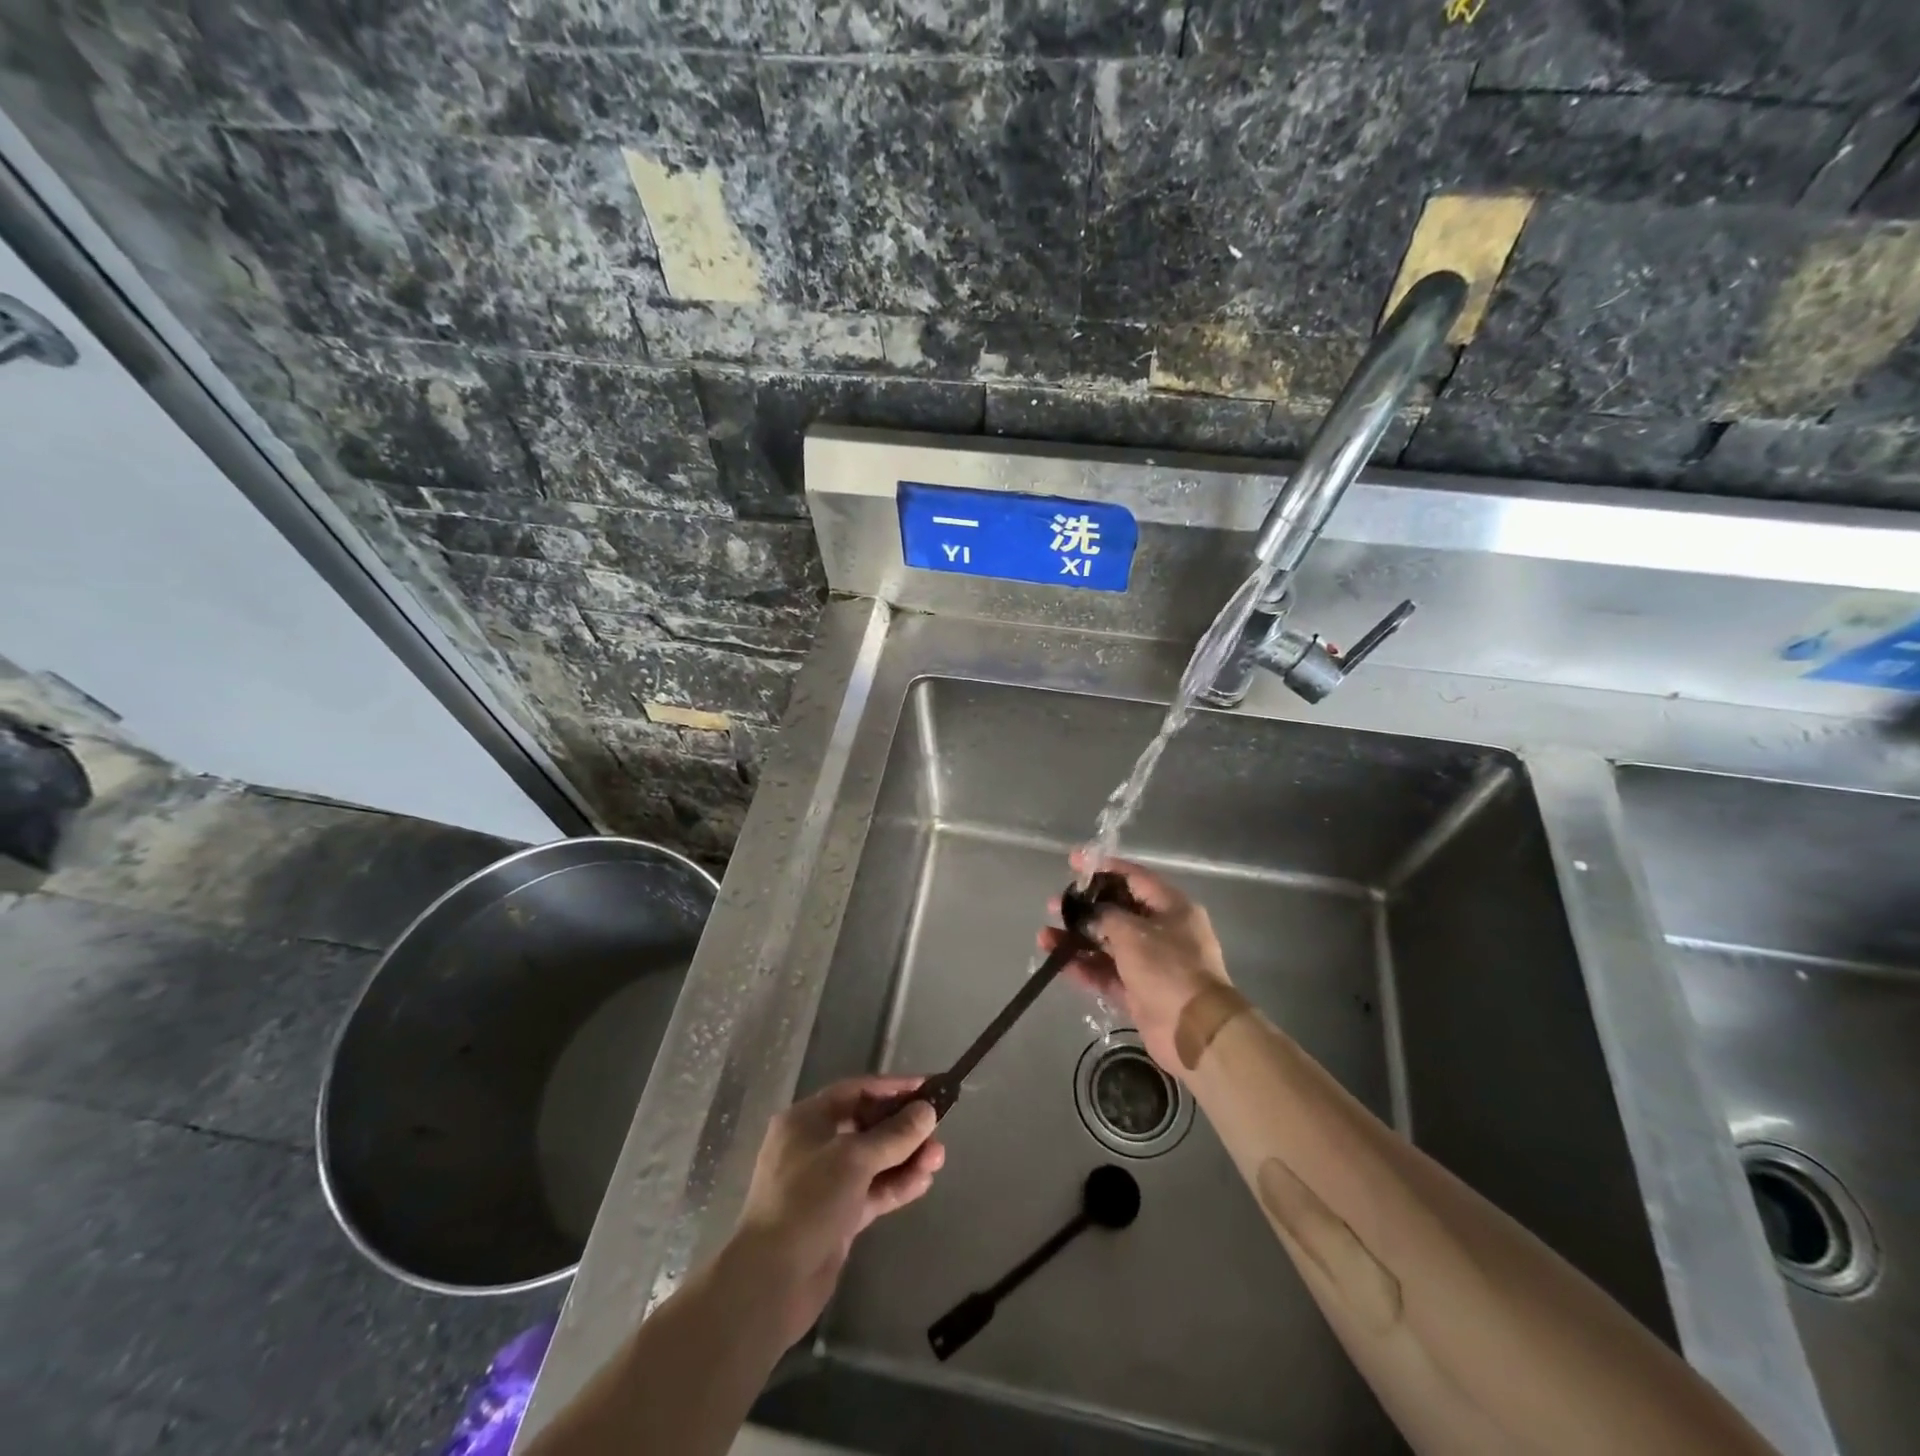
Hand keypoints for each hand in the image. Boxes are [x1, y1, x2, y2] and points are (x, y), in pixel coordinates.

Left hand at [731, 1075, 944, 1346]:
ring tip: (938, 1158)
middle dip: (903, 1128)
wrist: (772, 1282)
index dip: (893, 1087)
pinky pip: (871, 1190)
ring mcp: (824, 1182)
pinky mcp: (836, 1215)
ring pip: (872, 1160)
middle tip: (937, 1129)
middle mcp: (814, 1145)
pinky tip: (924, 1181)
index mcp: (806, 1120)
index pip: (856, 1091)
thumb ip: (895, 1134)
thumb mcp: (854, 1159)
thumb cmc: (808, 1202)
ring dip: (905, 1157)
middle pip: (866, 1125)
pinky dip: (896, 1185)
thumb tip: (927, 1111)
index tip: (928, 1087)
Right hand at [1040, 849, 1232, 1077]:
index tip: (1073, 862)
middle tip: (1053, 905)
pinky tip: (1059, 963)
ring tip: (1044, 937)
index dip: (1102, 868)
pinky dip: (1085, 968)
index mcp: (1171, 908)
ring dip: (1077, 940)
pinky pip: (1107, 974)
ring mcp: (1151, 964)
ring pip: (1108, 944)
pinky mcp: (1140, 992)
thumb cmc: (1168, 968)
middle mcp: (1163, 931)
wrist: (1194, 1030)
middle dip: (1084, 908)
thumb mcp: (1132, 932)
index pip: (1134, 877)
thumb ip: (1104, 916)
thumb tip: (1086, 913)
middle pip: (1117, 911)